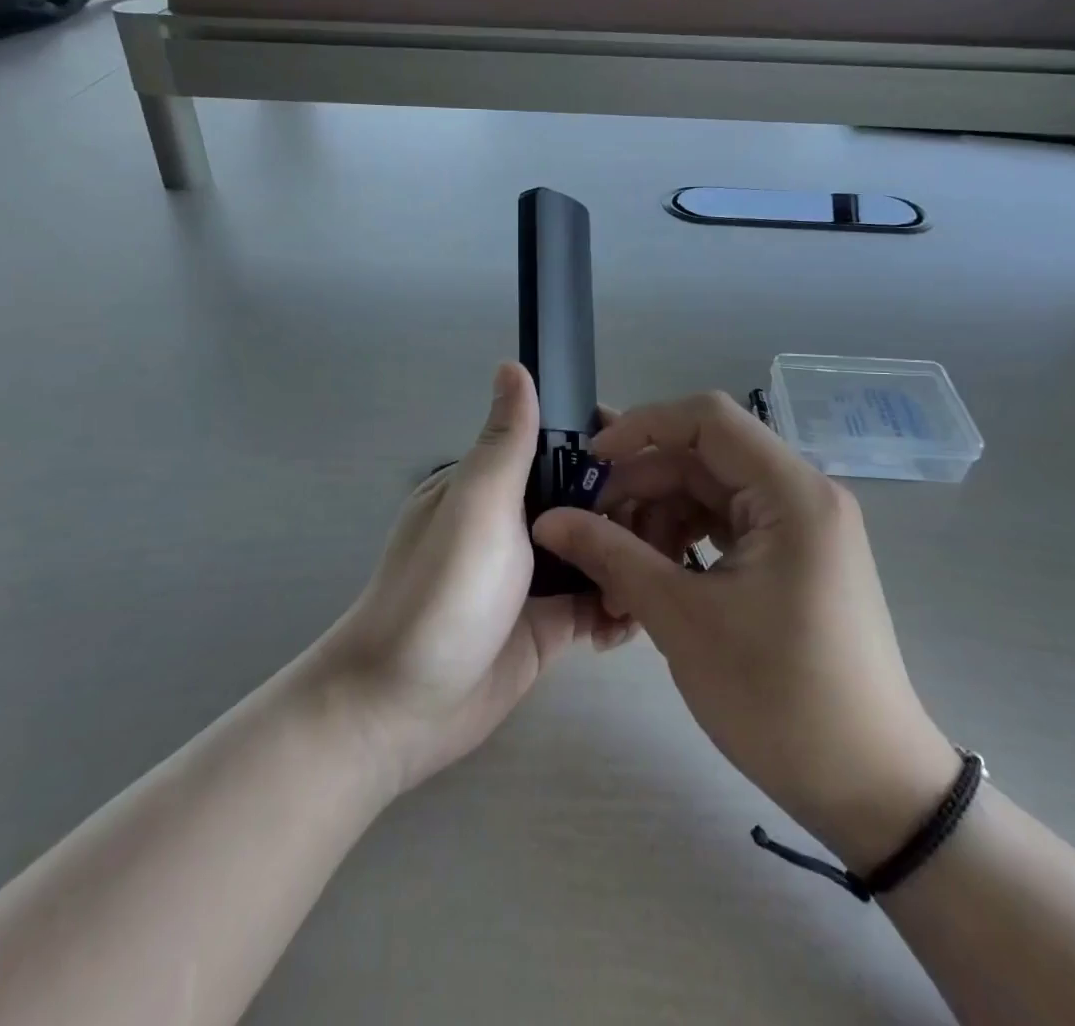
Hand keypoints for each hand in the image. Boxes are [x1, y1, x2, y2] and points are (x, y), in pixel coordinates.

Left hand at [312, 363, 628, 795]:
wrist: (400, 709)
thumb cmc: (441, 593)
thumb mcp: (476, 505)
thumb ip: (507, 441)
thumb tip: (513, 364)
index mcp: (493, 486)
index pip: (560, 450)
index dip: (605, 450)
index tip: (653, 459)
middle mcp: (515, 525)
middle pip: (586, 503)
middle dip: (628, 512)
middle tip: (673, 531)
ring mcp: (531, 578)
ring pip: (596, 554)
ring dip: (628, 562)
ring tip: (665, 575)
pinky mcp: (547, 626)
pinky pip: (594, 606)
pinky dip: (617, 608)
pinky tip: (635, 619)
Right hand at [533, 392, 959, 873]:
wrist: (870, 789)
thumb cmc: (780, 697)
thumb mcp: (683, 619)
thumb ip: (611, 555)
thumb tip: (548, 520)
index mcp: (791, 492)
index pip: (707, 419)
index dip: (642, 427)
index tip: (590, 464)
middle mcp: (801, 495)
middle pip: (704, 460)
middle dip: (641, 489)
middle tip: (590, 533)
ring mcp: (800, 528)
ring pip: (709, 495)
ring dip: (657, 523)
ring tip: (617, 575)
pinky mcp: (794, 559)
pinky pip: (726, 529)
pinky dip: (683, 546)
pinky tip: (650, 582)